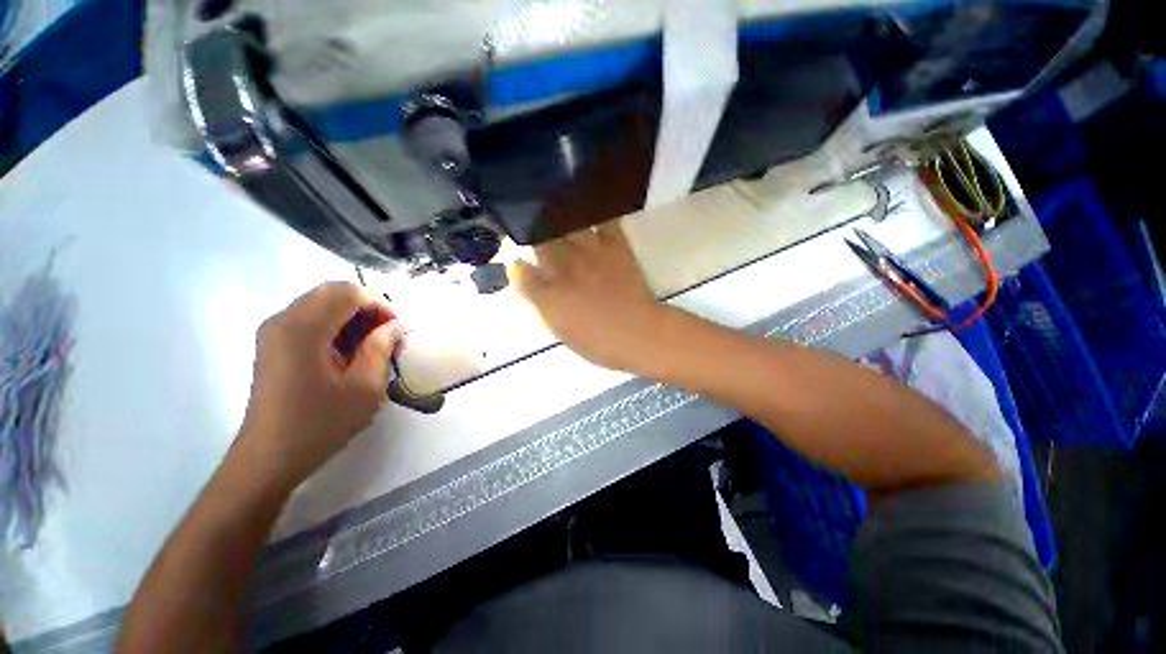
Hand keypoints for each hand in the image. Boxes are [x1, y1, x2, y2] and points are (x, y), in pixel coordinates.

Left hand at [236, 281, 403, 486]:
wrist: (269, 457)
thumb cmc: (320, 424)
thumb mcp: (365, 387)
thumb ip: (381, 348)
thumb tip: (393, 326)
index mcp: (304, 329)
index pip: (348, 293)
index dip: (380, 303)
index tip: (397, 328)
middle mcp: (283, 321)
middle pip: (332, 292)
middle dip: (367, 306)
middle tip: (387, 333)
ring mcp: (274, 332)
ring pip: (321, 303)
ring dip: (352, 316)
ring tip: (371, 344)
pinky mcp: (273, 345)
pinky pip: (309, 318)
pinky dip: (335, 325)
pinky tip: (348, 352)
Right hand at [511, 223, 671, 373]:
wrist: (640, 334)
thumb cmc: (599, 342)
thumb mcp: (560, 330)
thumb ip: (540, 302)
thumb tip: (526, 279)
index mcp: (548, 295)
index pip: (520, 270)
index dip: (517, 265)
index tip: (520, 264)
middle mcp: (564, 269)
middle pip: (539, 241)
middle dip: (532, 236)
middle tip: (534, 234)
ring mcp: (590, 254)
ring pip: (565, 225)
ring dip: (557, 220)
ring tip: (556, 215)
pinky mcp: (615, 247)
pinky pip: (603, 221)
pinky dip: (595, 214)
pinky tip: (590, 213)